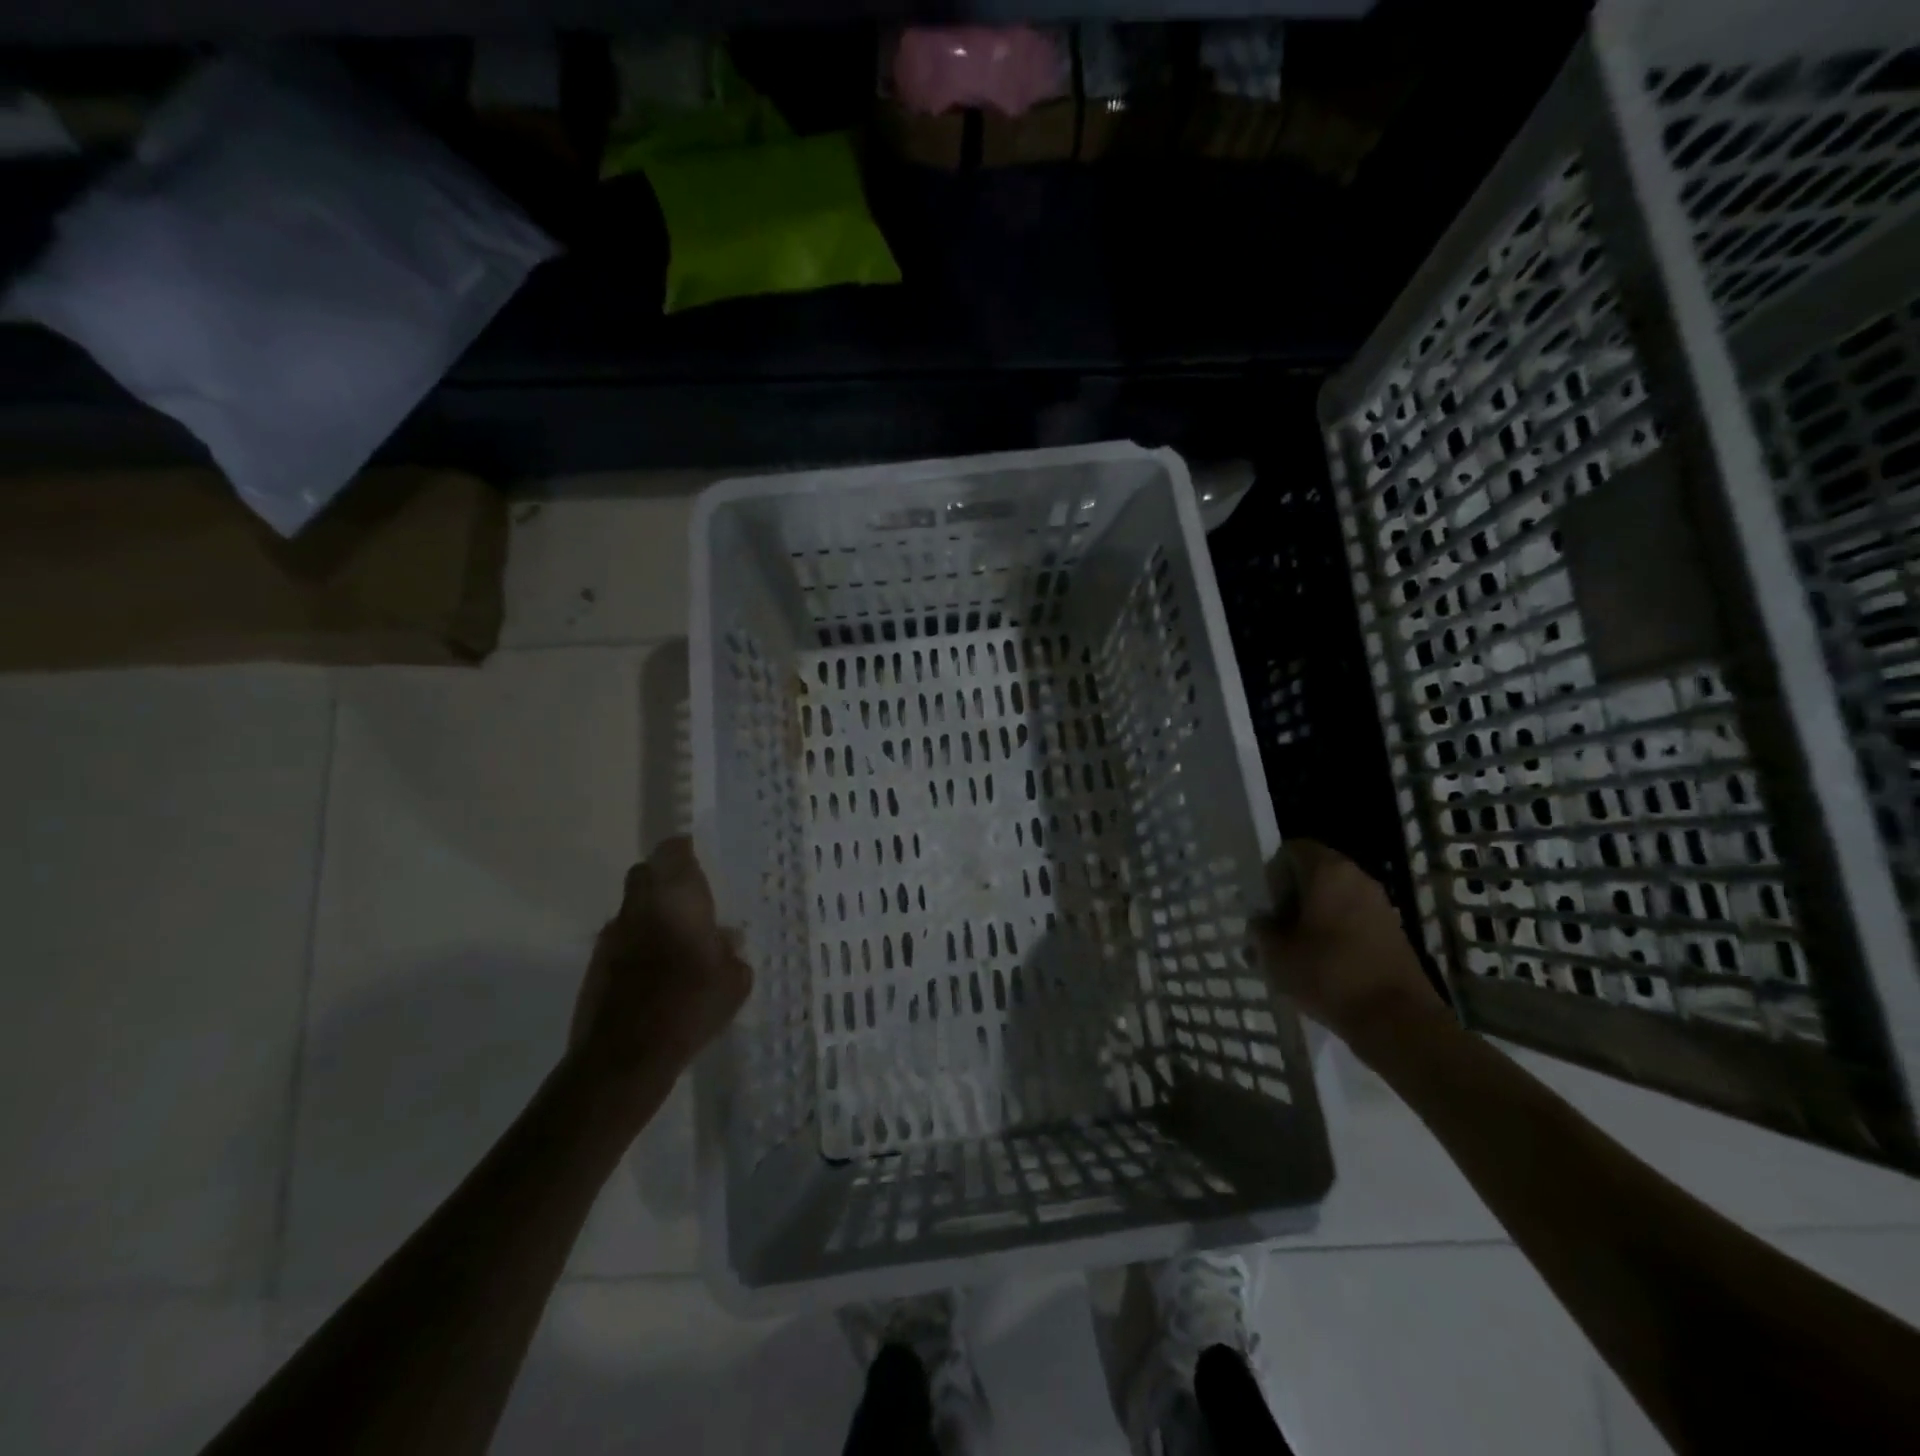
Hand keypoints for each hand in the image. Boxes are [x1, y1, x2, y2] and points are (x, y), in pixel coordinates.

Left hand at [570, 837, 751, 1085]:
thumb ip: (732, 953)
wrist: (624, 1057)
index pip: (673, 851)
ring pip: (632, 907)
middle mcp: (640, 906)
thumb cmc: (690, 1006)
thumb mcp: (735, 982)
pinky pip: (621, 939)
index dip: (685, 851)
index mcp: (677, 898)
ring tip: (676, 942)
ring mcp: (612, 935)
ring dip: (650, 914)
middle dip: (664, 879)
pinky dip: (637, 944)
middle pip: (645, 873)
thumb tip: (725, 940)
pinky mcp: (595, 964)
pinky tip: (656, 972)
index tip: (699, 861)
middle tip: (689, 900)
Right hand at [1252, 839, 1443, 1047]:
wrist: (1397, 1021)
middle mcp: (1358, 878)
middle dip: (1291, 896)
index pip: (1292, 848)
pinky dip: (1335, 933)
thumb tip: (1261, 921)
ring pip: (1334, 899)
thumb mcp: (1275, 954)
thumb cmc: (1329, 975)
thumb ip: (1261, 930)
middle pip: (1315, 873)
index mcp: (1328, 870)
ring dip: (1313, 916)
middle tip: (1273, 926)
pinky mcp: (1393, 933)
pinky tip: (1322, 964)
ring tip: (1294, 949)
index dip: (1272, 870)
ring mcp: (1380, 905)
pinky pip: (1353, 920)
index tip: (1263, 901)